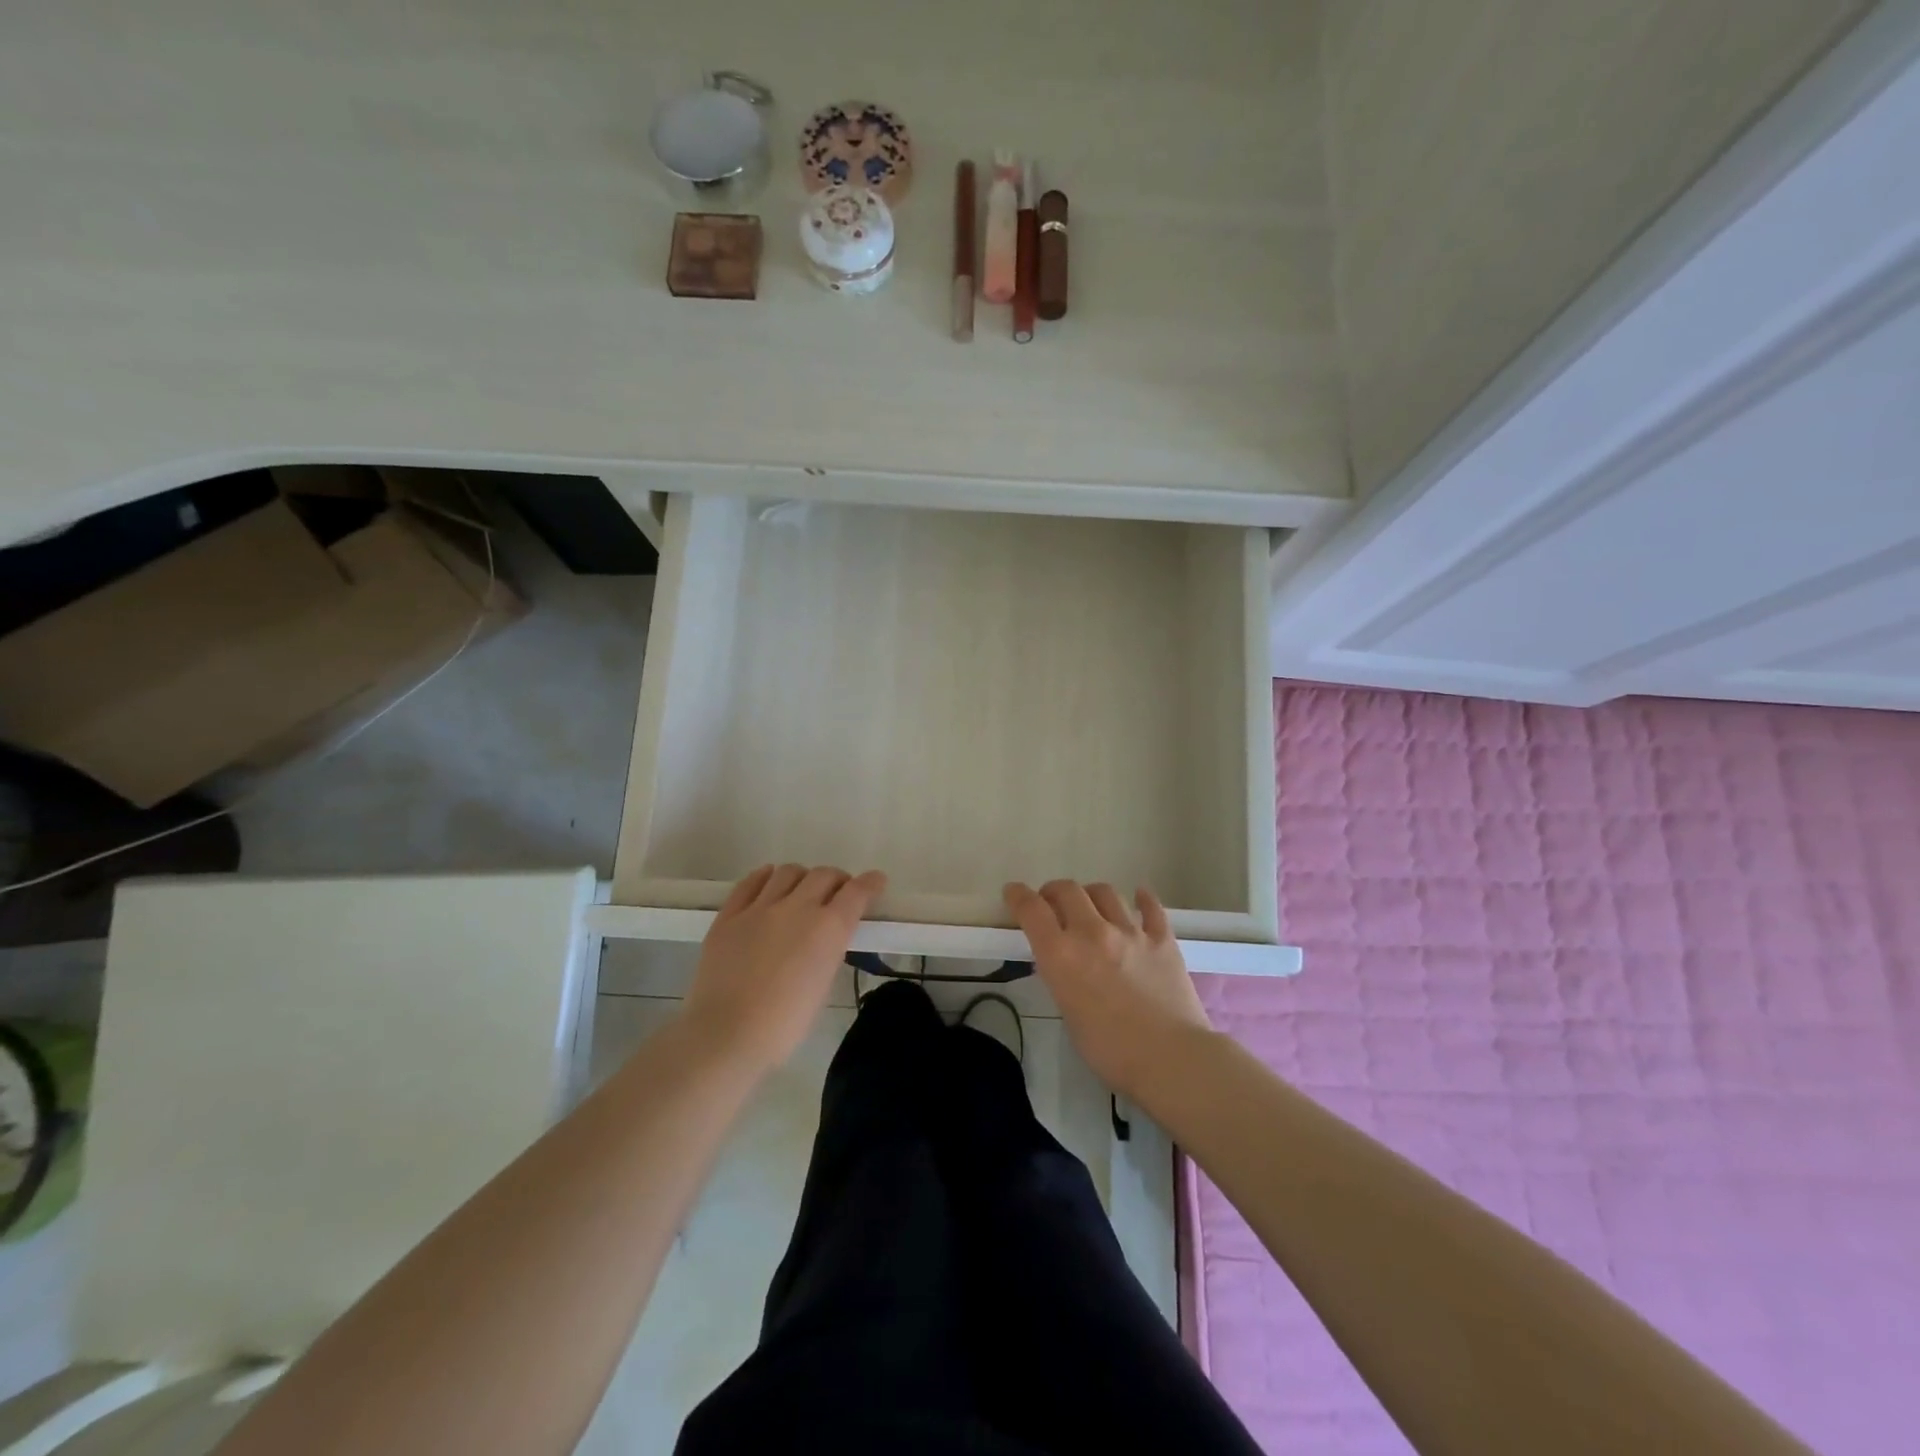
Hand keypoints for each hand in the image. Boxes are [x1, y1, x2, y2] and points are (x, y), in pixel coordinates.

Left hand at [684, 864, 885, 1073]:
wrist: (726, 1034)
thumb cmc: (784, 1024)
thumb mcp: (823, 985)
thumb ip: (828, 951)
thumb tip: (825, 937)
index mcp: (828, 929)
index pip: (856, 892)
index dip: (870, 883)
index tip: (876, 881)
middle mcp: (797, 907)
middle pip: (824, 875)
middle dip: (837, 880)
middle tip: (837, 893)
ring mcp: (760, 908)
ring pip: (788, 872)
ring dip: (802, 878)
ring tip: (800, 891)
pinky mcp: (729, 914)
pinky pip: (750, 882)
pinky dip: (765, 878)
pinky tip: (768, 883)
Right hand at [1005, 880, 1213, 1097]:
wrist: (1170, 1059)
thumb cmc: (1110, 1051)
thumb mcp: (1068, 1013)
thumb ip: (1063, 979)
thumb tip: (1066, 965)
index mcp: (1061, 955)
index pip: (1031, 909)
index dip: (1018, 895)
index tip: (1013, 892)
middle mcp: (1092, 933)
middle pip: (1067, 890)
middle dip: (1053, 891)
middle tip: (1052, 902)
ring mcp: (1130, 932)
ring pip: (1105, 892)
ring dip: (1091, 894)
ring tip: (1091, 905)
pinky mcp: (1163, 939)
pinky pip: (1151, 907)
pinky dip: (1142, 899)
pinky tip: (1139, 898)